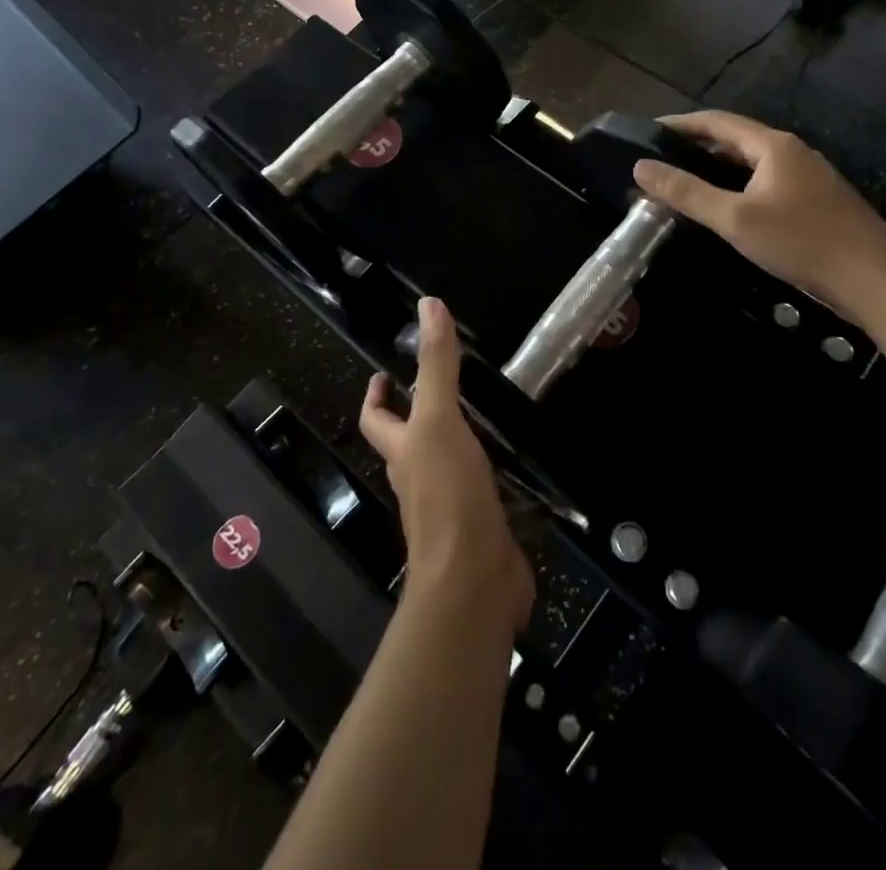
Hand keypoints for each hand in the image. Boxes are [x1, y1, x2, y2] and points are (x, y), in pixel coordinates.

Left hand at [361, 298, 533, 632]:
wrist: (474, 580)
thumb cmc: (448, 494)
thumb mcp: (440, 419)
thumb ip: (437, 365)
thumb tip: (428, 304)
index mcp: (403, 451)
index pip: (376, 419)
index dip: (376, 395)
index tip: (384, 374)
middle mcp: (418, 478)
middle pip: (407, 442)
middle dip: (415, 416)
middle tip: (442, 387)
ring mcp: (448, 507)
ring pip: (442, 467)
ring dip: (453, 443)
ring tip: (478, 417)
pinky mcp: (479, 526)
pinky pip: (478, 492)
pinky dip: (486, 474)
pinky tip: (509, 465)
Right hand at [630, 111, 885, 331]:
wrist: (876, 280)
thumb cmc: (802, 241)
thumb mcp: (735, 218)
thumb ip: (687, 192)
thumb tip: (641, 168)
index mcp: (772, 145)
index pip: (716, 121)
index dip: (679, 124)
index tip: (647, 132)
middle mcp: (790, 152)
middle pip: (734, 139)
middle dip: (695, 147)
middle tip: (658, 162)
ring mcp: (805, 177)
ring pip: (750, 164)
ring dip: (715, 168)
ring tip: (681, 184)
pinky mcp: (814, 202)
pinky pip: (764, 183)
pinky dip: (736, 187)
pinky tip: (723, 209)